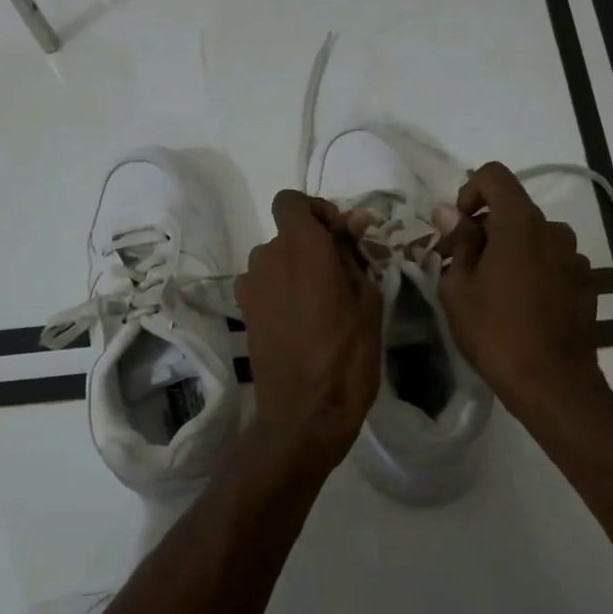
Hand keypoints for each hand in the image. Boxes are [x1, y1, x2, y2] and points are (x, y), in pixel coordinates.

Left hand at [236, 191, 382, 469]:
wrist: (304, 413)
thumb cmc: (347, 354)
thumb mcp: (368, 300)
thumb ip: (354, 254)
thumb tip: (352, 223)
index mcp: (301, 247)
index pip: (291, 200)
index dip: (316, 210)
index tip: (341, 237)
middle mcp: (267, 257)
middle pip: (287, 233)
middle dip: (314, 245)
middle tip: (345, 275)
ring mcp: (251, 286)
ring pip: (277, 260)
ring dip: (299, 269)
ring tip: (326, 304)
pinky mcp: (244, 311)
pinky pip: (267, 285)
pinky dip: (284, 291)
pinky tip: (304, 322)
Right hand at [437, 163, 605, 417]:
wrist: (551, 382)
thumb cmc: (495, 331)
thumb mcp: (459, 287)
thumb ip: (458, 242)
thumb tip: (448, 213)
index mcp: (520, 223)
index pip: (495, 175)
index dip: (470, 191)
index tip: (458, 227)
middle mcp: (554, 230)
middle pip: (514, 209)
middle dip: (485, 228)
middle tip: (462, 265)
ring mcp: (575, 257)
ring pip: (534, 238)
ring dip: (510, 251)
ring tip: (493, 289)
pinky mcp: (587, 282)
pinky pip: (552, 262)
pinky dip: (533, 270)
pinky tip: (522, 305)